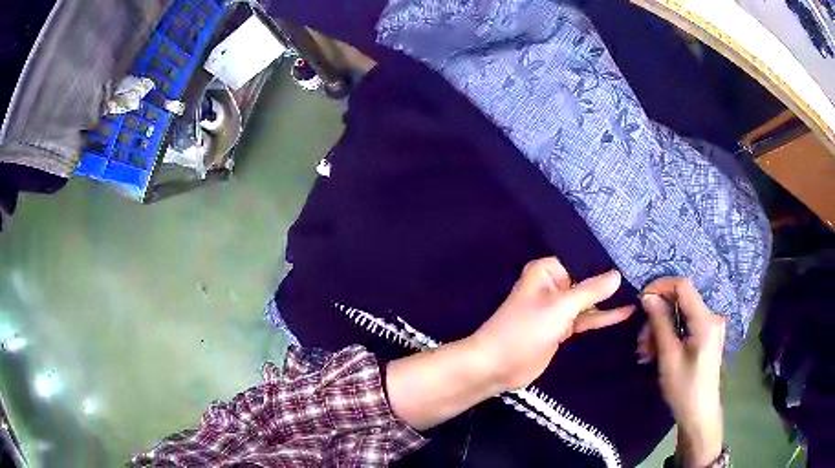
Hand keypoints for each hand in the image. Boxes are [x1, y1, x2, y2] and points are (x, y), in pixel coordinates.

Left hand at [470, 257, 634, 390]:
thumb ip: (591, 290)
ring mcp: (559, 308)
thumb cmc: (525, 330)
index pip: (582, 258)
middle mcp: (554, 285)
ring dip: (610, 299)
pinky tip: (626, 311)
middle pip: (587, 279)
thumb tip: (617, 273)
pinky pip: (587, 318)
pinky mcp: (562, 328)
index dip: (606, 259)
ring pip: (589, 300)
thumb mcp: (561, 307)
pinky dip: (603, 316)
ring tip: (641, 291)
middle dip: (611, 280)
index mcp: (547, 271)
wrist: (498, 366)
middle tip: (644, 273)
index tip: (633, 255)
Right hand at [640, 278, 724, 467]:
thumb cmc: (684, 389)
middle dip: (658, 316)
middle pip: (681, 302)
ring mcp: (711, 326)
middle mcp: (712, 317)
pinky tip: (657, 351)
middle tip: (641, 340)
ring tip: (646, 352)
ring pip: (681, 314)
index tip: (640, 300)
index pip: (683, 286)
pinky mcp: (707, 335)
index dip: (660, 286)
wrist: (699, 414)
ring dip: (661, 328)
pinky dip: (670, 334)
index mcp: (706, 320)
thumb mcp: (669, 357)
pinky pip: (686, 325)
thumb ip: (660, 323)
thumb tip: (647, 296)